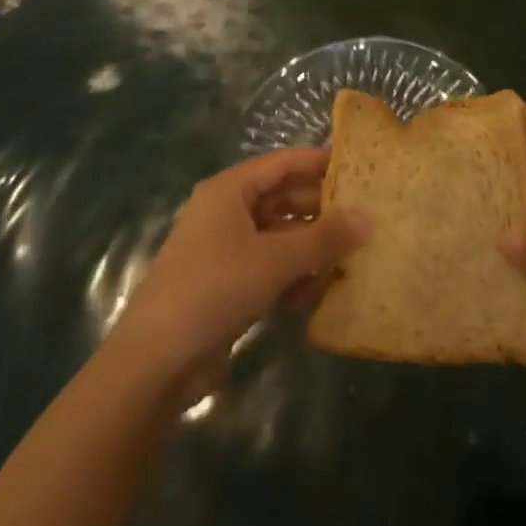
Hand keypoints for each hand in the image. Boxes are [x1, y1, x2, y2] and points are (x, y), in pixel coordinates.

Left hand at [104, 149, 366, 397]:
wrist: (155, 363)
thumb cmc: (215, 288)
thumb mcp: (275, 259)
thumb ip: (323, 238)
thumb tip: (369, 218)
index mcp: (231, 190)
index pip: (283, 163)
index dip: (319, 163)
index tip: (358, 170)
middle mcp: (227, 213)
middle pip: (283, 200)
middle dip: (321, 211)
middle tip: (365, 218)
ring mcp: (225, 251)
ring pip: (279, 237)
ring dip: (311, 248)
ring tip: (352, 257)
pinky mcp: (227, 287)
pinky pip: (269, 269)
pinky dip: (294, 276)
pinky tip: (322, 291)